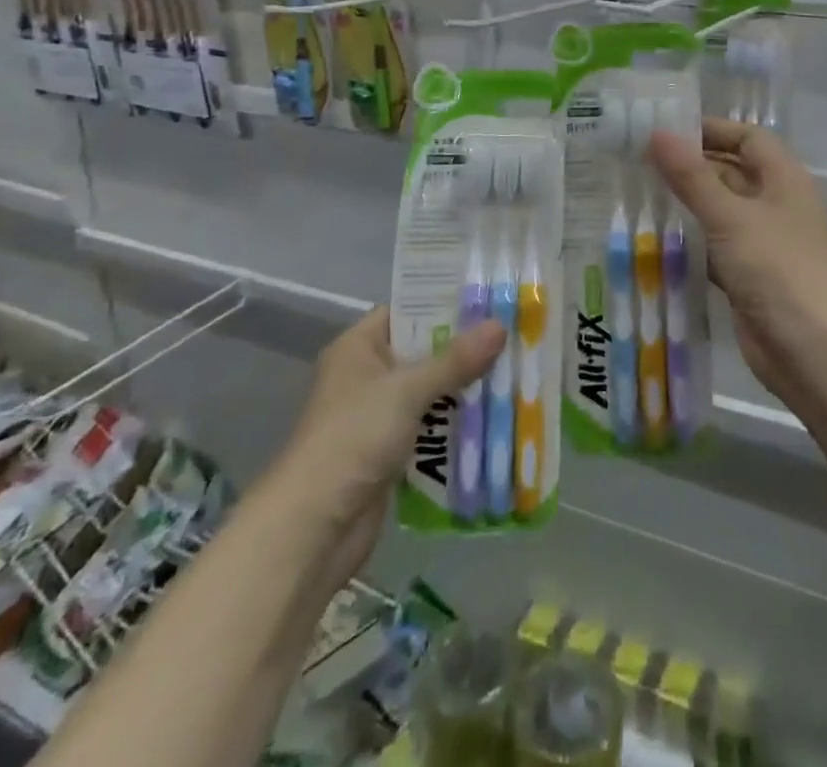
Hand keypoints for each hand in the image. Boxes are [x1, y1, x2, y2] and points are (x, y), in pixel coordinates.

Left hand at [285, 309, 503, 586]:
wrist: (312, 528)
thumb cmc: (353, 439)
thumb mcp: (407, 391)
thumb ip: (455, 359)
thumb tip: (500, 325)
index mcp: (359, 347)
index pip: (407, 310)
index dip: (445, 303)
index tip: (490, 298)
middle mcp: (367, 375)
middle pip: (423, 351)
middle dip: (465, 349)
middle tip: (513, 335)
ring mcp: (377, 416)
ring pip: (431, 391)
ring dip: (465, 388)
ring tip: (513, 372)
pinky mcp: (389, 452)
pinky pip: (430, 427)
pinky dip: (455, 425)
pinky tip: (494, 418)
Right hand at [648, 119, 826, 395]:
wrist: (810, 349)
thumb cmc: (776, 269)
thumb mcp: (730, 217)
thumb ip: (692, 177)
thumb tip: (657, 132)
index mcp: (783, 179)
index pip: (747, 138)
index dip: (711, 130)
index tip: (666, 130)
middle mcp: (776, 203)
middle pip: (731, 172)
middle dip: (691, 166)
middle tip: (639, 162)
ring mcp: (763, 241)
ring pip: (720, 210)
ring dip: (687, 204)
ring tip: (638, 195)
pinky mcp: (749, 274)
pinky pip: (716, 245)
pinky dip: (691, 240)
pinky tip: (655, 240)